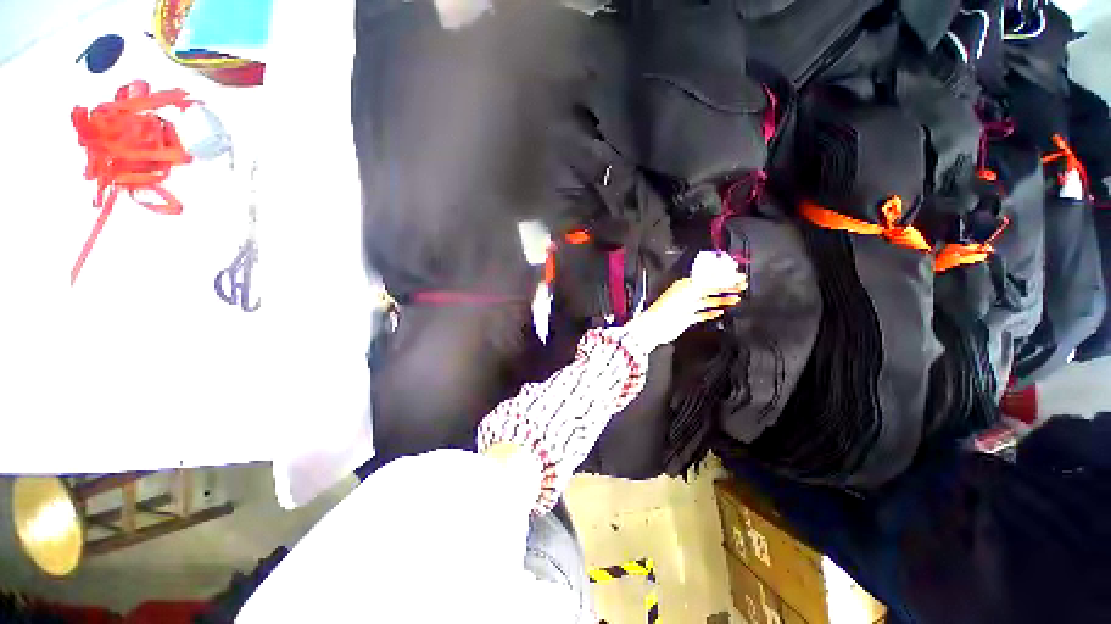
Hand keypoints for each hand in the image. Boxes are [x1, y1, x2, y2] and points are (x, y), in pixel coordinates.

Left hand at [625, 275, 746, 348]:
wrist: (656, 325)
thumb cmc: (670, 306)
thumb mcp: (691, 291)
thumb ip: (709, 283)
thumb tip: (726, 275)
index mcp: (687, 284)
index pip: (709, 278)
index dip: (724, 277)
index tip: (739, 277)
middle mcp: (687, 293)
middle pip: (710, 289)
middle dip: (726, 287)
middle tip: (742, 286)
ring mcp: (686, 306)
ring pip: (707, 301)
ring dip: (721, 300)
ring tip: (735, 299)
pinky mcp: (685, 318)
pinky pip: (700, 314)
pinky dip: (710, 313)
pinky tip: (719, 313)